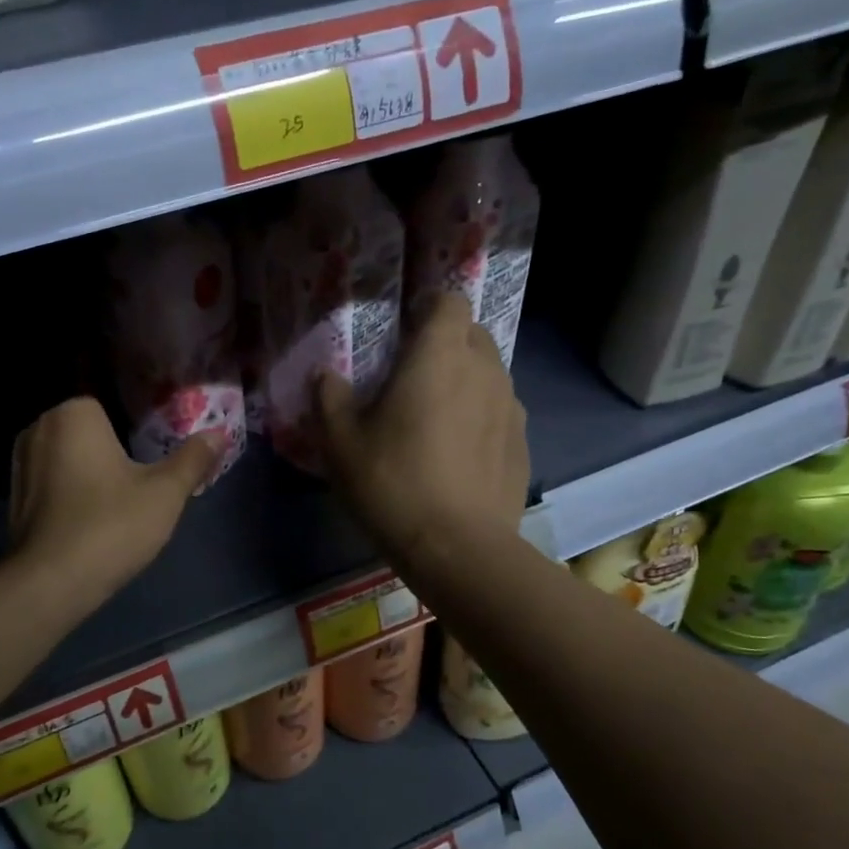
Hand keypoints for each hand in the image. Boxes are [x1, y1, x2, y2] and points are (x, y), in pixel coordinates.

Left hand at [8, 397, 222, 607]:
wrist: (51, 583)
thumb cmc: (111, 526)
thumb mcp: (165, 493)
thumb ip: (193, 458)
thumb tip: (219, 434)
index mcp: (73, 414)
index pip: (114, 406)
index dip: (138, 431)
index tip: (154, 458)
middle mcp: (39, 428)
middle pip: (91, 432)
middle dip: (114, 451)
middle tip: (143, 482)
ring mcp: (20, 463)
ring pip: (70, 458)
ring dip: (90, 473)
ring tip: (119, 502)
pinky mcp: (13, 496)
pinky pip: (53, 482)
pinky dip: (71, 493)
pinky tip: (91, 519)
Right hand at [313, 292, 529, 564]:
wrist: (457, 548)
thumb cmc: (392, 483)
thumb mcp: (339, 442)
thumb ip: (329, 398)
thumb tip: (326, 376)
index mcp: (439, 356)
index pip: (449, 300)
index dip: (427, 308)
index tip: (403, 330)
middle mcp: (485, 369)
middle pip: (472, 334)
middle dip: (445, 343)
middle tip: (412, 376)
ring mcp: (511, 407)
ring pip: (488, 374)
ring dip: (464, 382)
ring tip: (436, 419)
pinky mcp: (522, 444)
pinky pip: (499, 413)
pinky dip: (480, 419)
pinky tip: (458, 456)